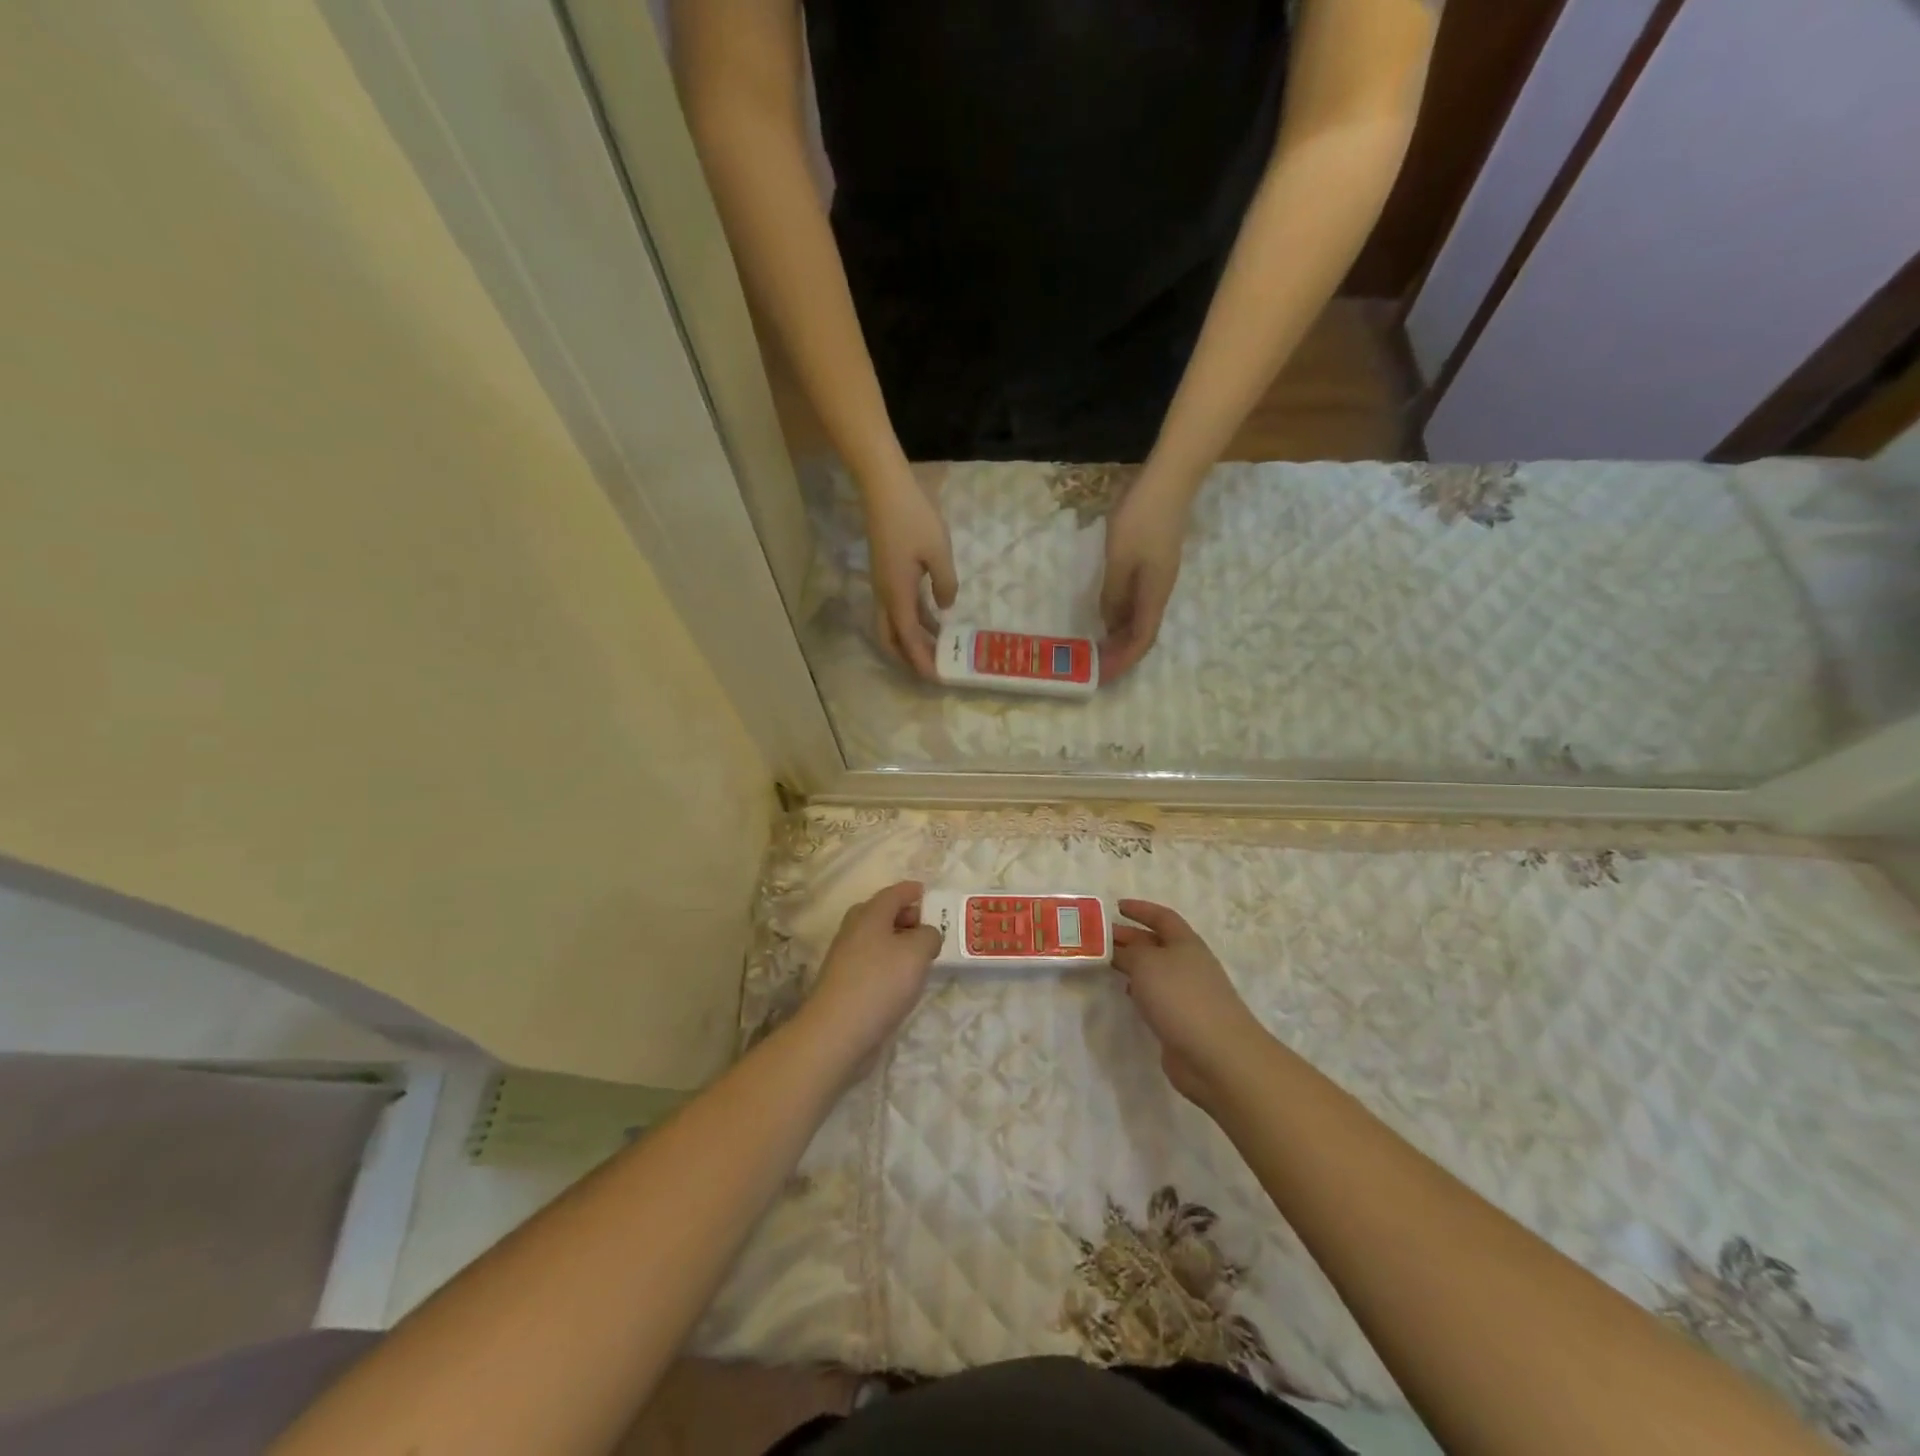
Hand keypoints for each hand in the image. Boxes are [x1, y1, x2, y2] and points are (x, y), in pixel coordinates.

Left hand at [800, 880, 942, 1078]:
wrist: (837, 1032)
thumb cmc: (880, 982)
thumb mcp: (917, 952)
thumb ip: (928, 936)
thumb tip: (926, 935)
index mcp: (869, 915)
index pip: (892, 894)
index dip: (910, 890)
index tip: (924, 891)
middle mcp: (854, 931)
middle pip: (879, 914)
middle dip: (903, 915)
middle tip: (925, 924)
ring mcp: (845, 958)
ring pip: (874, 939)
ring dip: (896, 941)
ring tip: (919, 954)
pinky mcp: (844, 984)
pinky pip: (871, 962)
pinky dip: (887, 962)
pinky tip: (901, 979)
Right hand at [864, 471, 957, 678]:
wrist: (883, 487)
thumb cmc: (913, 517)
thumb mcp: (939, 551)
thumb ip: (945, 583)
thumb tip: (944, 606)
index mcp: (897, 593)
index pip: (908, 638)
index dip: (921, 660)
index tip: (935, 678)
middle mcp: (885, 595)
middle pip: (891, 639)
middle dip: (908, 658)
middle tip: (931, 668)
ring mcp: (882, 584)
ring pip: (893, 624)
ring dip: (912, 640)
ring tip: (937, 649)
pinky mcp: (885, 573)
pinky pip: (897, 608)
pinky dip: (912, 620)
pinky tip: (932, 619)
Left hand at [1098, 485, 1187, 678]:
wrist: (1169, 481)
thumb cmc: (1142, 518)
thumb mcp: (1119, 558)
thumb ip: (1113, 593)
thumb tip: (1109, 624)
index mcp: (1155, 594)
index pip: (1141, 640)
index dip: (1122, 661)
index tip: (1101, 675)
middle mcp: (1160, 592)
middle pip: (1142, 634)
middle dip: (1120, 654)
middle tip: (1094, 666)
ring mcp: (1158, 578)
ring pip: (1140, 619)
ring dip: (1120, 637)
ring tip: (1097, 648)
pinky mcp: (1154, 566)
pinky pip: (1138, 602)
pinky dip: (1122, 616)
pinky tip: (1106, 615)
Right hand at [1111, 900, 1266, 1109]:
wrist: (1217, 1055)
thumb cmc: (1181, 997)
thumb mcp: (1147, 963)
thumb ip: (1129, 952)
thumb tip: (1121, 952)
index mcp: (1186, 943)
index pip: (1162, 917)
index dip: (1140, 909)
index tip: (1117, 906)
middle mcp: (1188, 964)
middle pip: (1156, 944)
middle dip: (1129, 937)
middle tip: (1099, 937)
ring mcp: (1187, 994)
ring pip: (1155, 971)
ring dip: (1132, 964)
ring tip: (1106, 962)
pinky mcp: (1182, 1021)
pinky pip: (1157, 996)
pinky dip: (1140, 990)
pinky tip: (1126, 993)